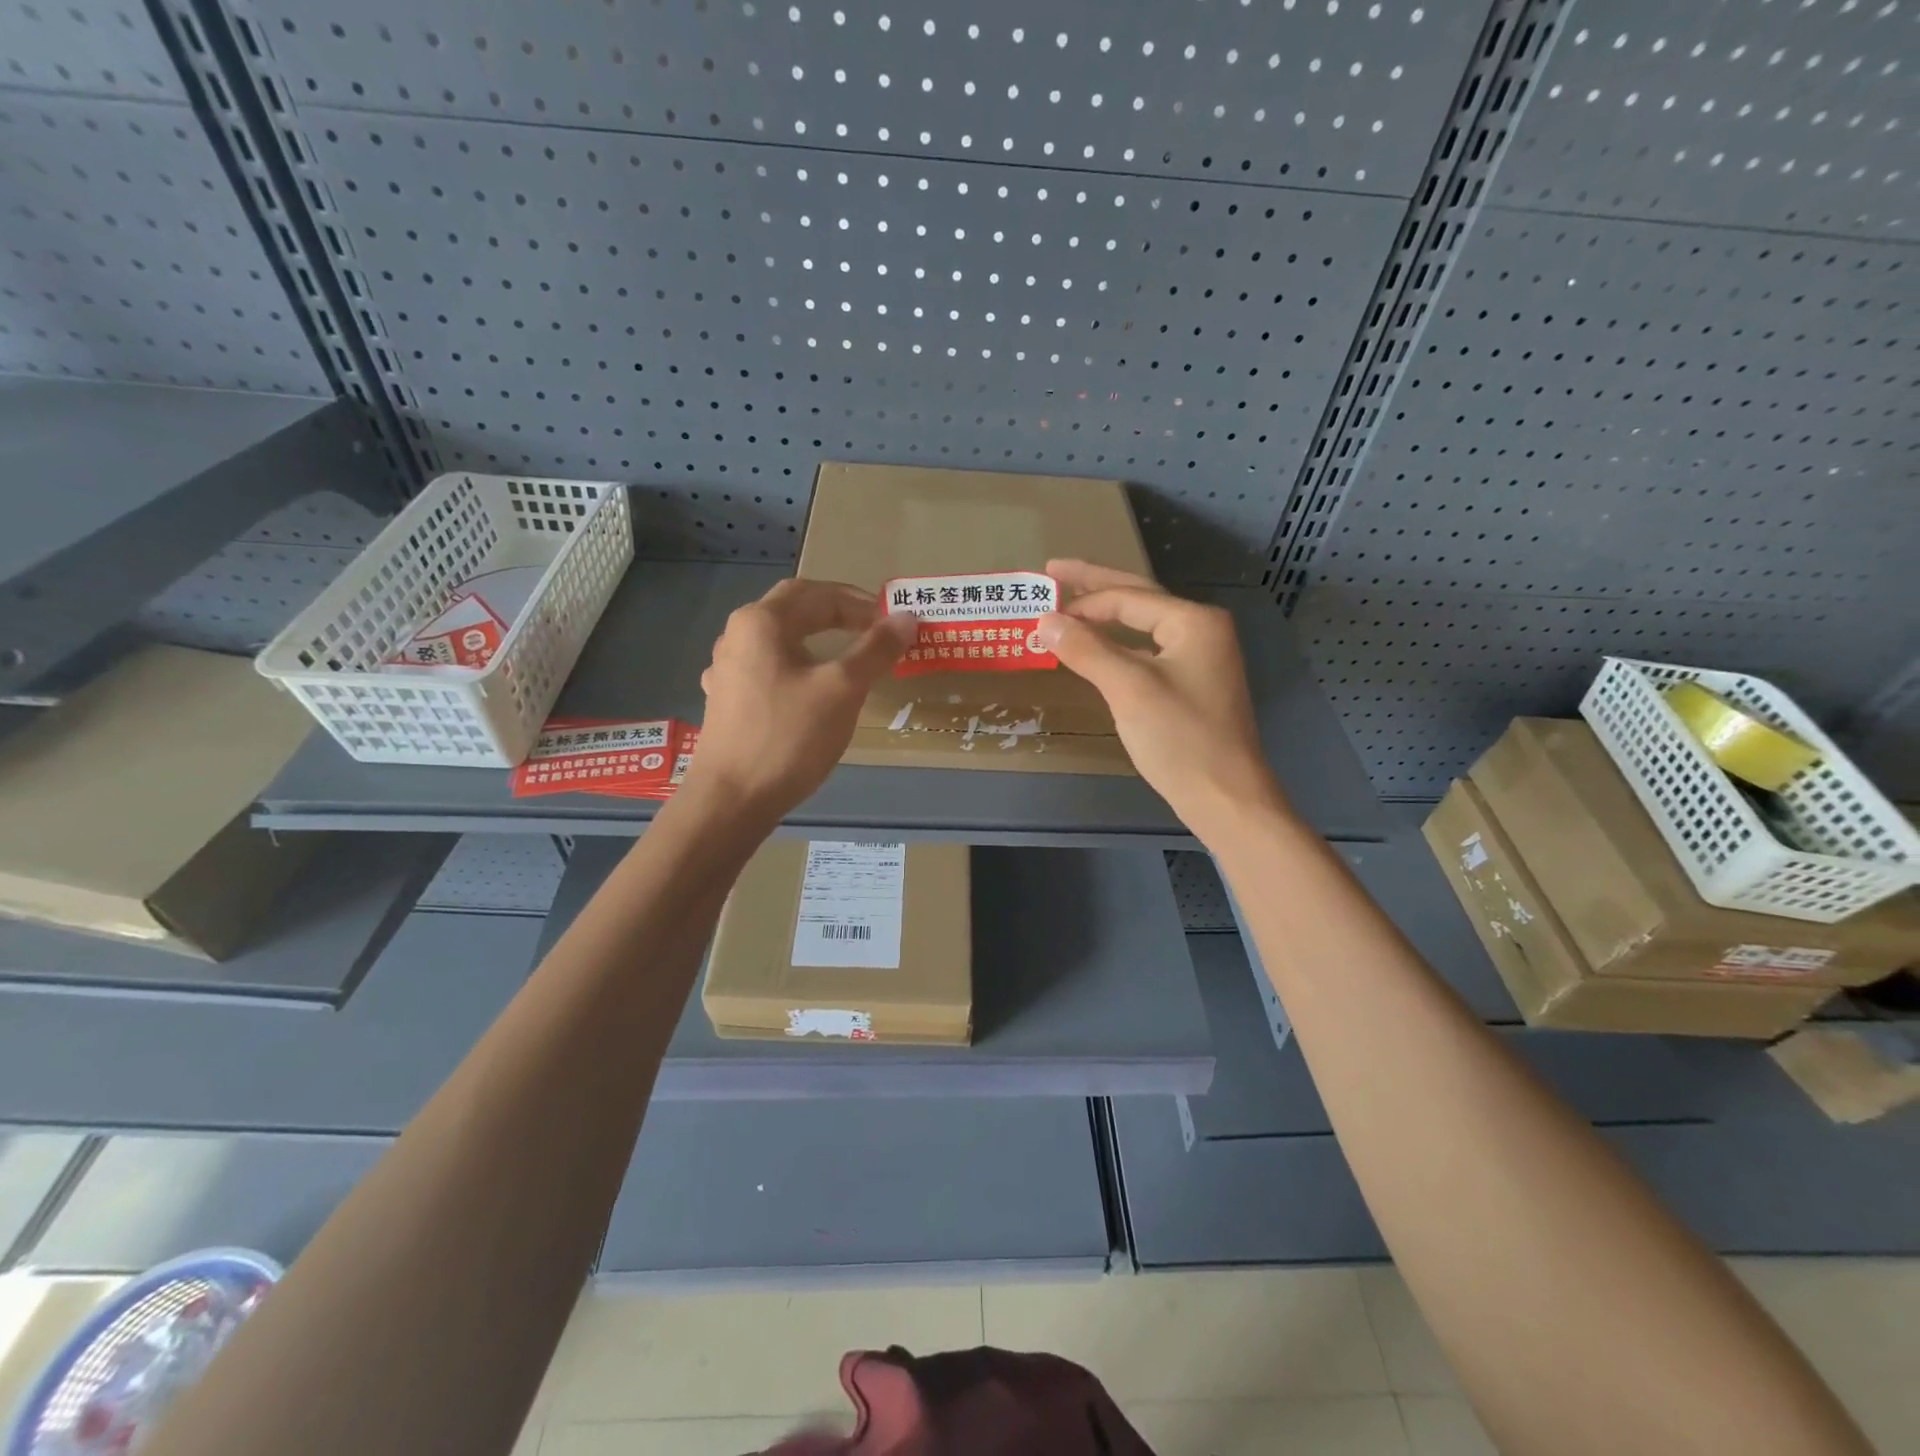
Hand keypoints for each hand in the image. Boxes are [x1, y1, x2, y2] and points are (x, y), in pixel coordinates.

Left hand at [684, 578, 915, 824]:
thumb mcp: (842, 689)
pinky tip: (806, 686)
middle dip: (836, 613)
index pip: (818, 594)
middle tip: (873, 630)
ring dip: (815, 639)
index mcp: (761, 622)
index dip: (860, 603)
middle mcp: (737, 636)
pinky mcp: (726, 700)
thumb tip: (906, 618)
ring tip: (847, 656)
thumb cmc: (789, 737)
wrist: (732, 800)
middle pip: (793, 609)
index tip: (892, 622)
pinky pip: (768, 668)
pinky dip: (797, 666)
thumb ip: (876, 649)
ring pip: (779, 640)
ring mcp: (726, 670)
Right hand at [1033, 560, 1288, 837]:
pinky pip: (1147, 651)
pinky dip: (1117, 645)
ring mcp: (1199, 658)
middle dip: (1095, 586)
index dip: (1082, 599)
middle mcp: (1201, 630)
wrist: (1225, 797)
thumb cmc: (1180, 738)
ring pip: (1142, 626)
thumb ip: (1086, 649)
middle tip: (1053, 571)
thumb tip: (1044, 620)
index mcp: (1193, 621)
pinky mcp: (1192, 684)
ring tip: (1069, 606)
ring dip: (1105, 616)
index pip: (1128, 597)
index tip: (1041, 602)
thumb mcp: (1129, 689)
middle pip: (1138, 599)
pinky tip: (1097, 648)